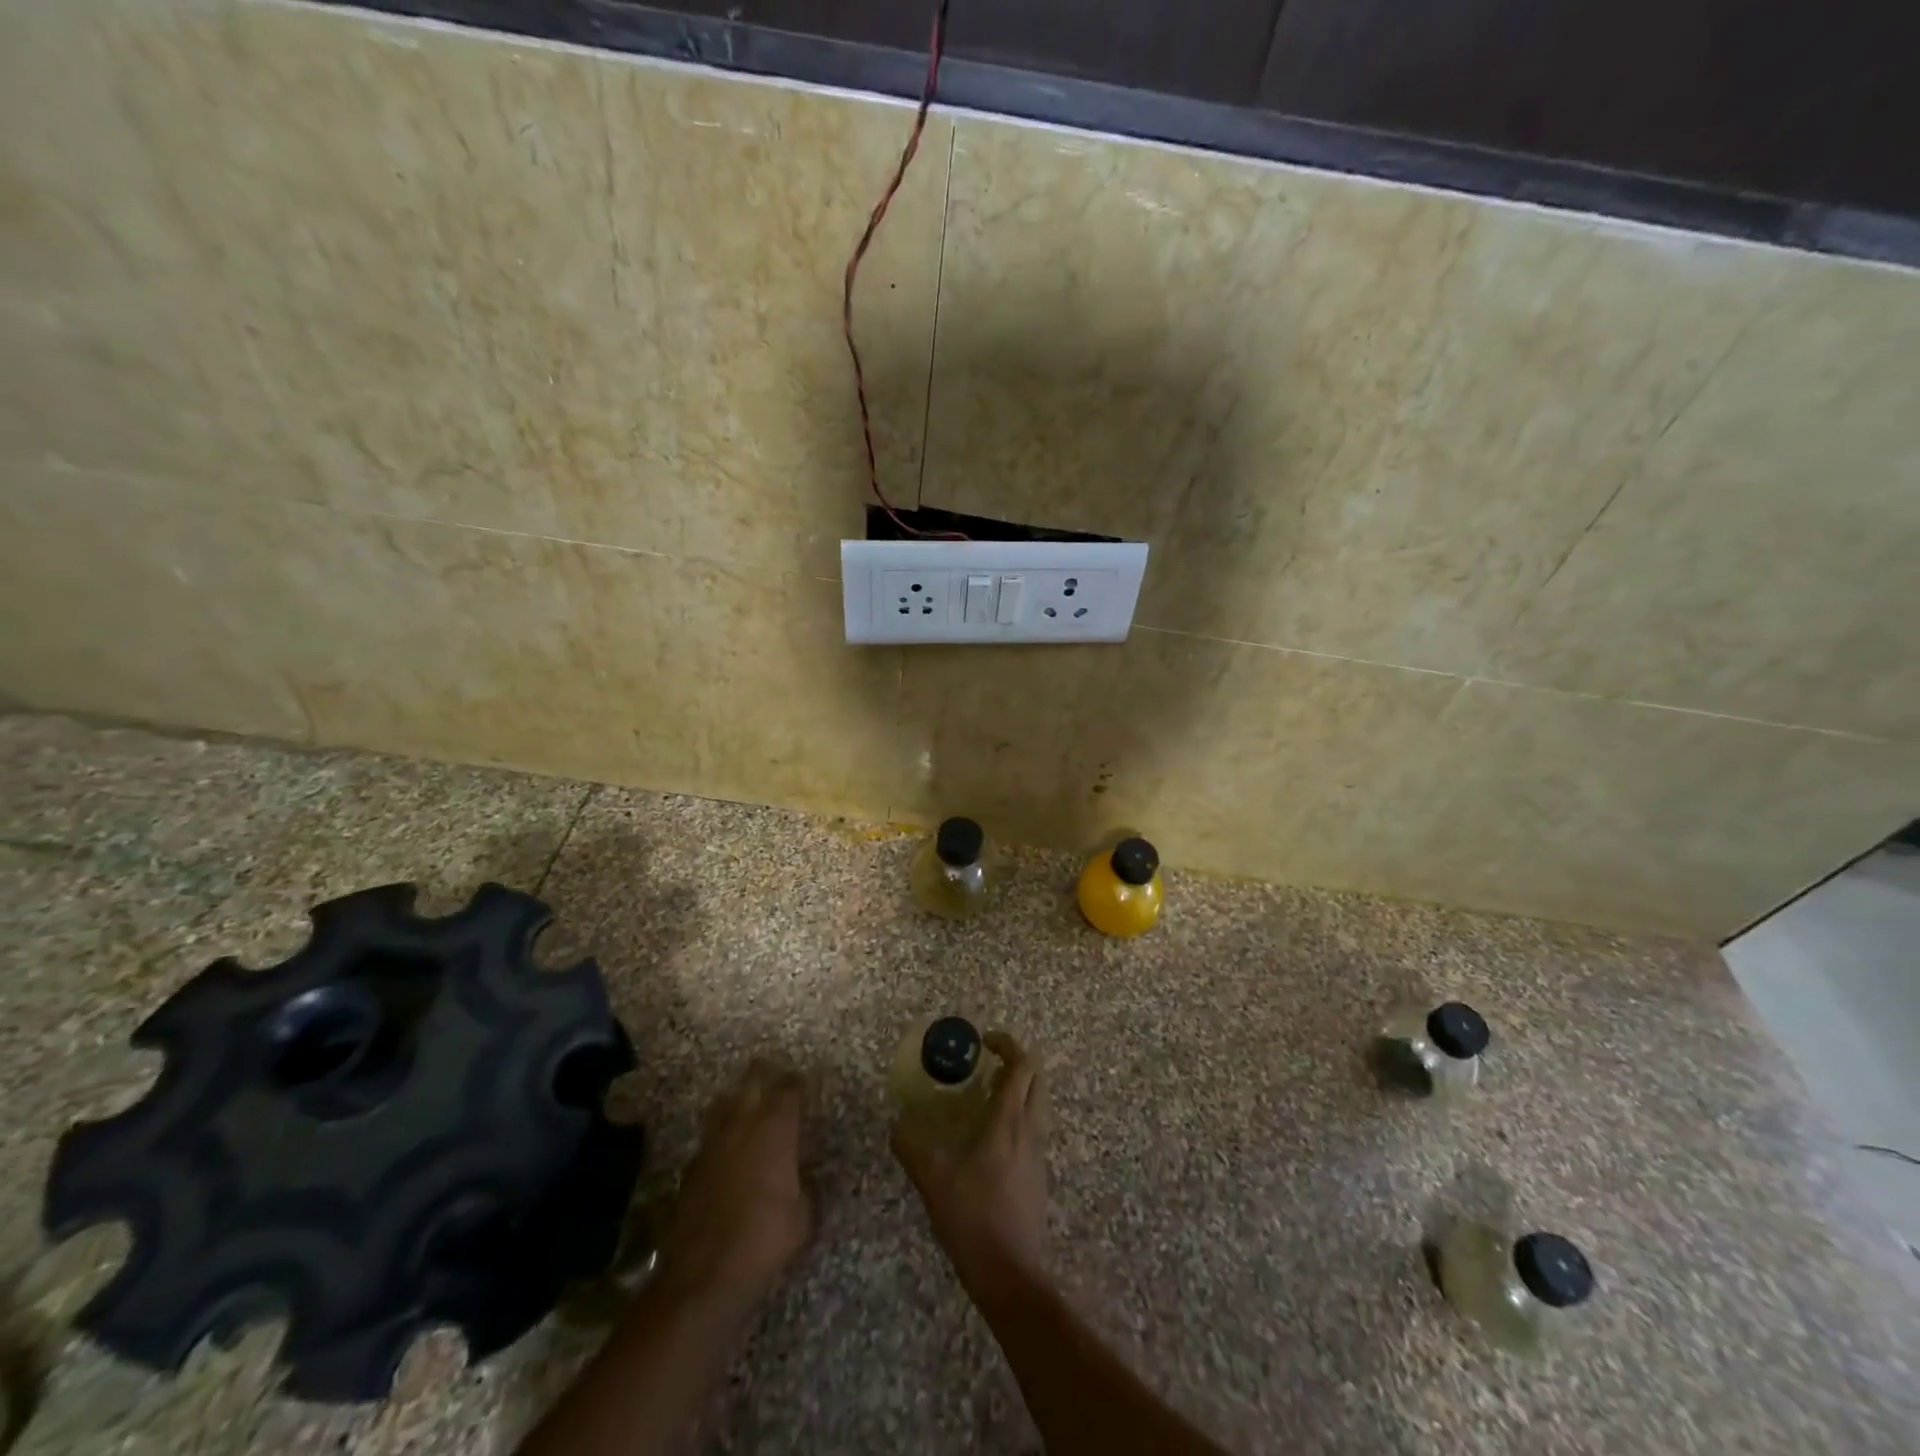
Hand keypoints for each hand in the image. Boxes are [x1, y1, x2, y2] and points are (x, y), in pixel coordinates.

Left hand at [660, 1057, 812, 1306]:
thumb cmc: (766, 1239)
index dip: (798, 1083)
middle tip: (774, 1071)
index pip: (790, 1089)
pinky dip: (720, 1137)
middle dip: (764, 1072)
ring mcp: (712, 1144)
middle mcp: (743, 1125)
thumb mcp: (803, 1214)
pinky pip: (709, 1139)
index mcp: (775, 1129)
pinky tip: (727, 1153)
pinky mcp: (691, 1168)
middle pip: (752, 1081)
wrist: (705, 1275)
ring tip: (746, 1106)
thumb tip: (799, 1174)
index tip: (806, 1082)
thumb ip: (803, 1183)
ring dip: (736, 1099)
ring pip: (723, 1104)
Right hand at [891, 1031, 1048, 1294]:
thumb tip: (897, 1122)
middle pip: (1037, 1078)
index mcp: (1009, 1120)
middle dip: (1015, 1062)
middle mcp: (1031, 1128)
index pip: (1022, 1064)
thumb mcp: (932, 1178)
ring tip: (982, 1099)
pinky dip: (1017, 1116)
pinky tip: (988, 1139)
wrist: (1011, 1275)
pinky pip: (1033, 1128)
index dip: (1007, 1044)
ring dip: (1017, 1089)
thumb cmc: (973, 1217)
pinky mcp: (1039, 1175)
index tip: (984, 1042)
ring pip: (1038, 1103)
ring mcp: (1039, 1153)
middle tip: (985, 1066)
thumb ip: (911, 1144)